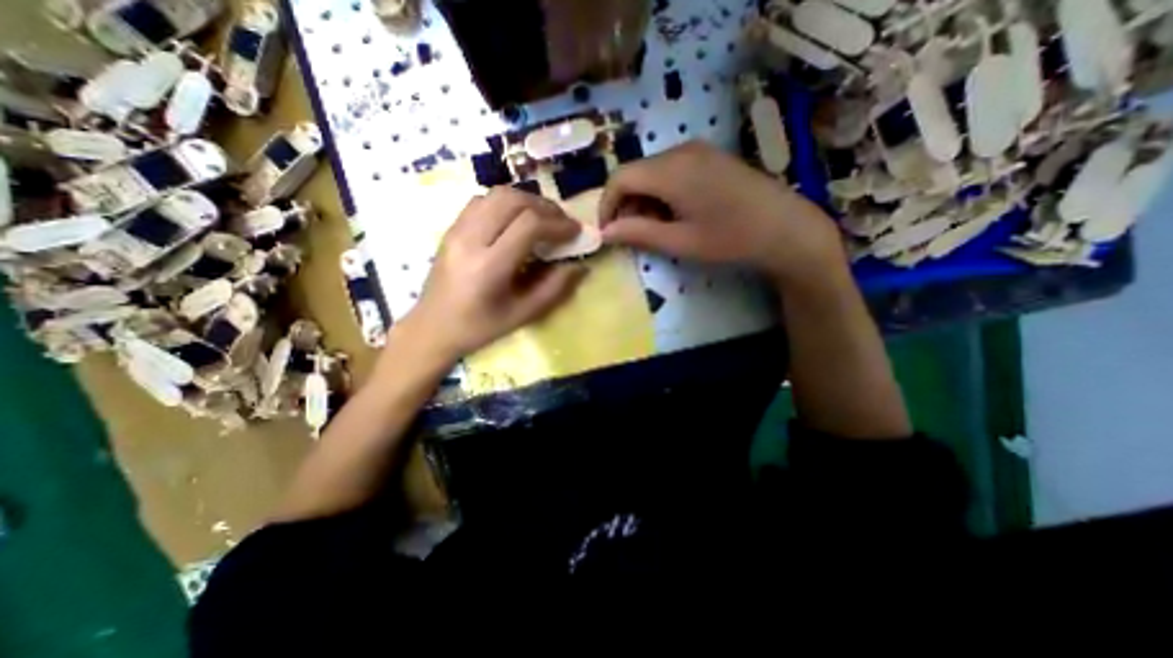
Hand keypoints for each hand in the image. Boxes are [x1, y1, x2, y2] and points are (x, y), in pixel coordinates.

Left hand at [401, 185, 585, 360]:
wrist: (432, 327)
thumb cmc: (480, 327)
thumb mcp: (523, 315)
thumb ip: (554, 288)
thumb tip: (579, 266)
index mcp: (489, 267)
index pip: (529, 225)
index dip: (557, 224)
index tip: (575, 232)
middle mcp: (470, 240)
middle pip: (512, 200)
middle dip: (545, 207)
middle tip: (562, 222)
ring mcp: (456, 230)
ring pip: (496, 194)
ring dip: (526, 200)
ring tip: (543, 217)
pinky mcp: (451, 228)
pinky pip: (482, 201)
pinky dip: (506, 202)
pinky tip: (516, 219)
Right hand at [606, 141, 842, 288]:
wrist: (786, 228)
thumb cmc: (730, 238)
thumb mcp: (679, 241)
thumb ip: (638, 233)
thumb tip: (606, 232)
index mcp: (671, 170)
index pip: (620, 178)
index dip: (606, 205)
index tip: (609, 232)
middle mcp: (680, 151)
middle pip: (635, 173)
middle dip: (626, 205)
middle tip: (634, 235)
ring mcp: (697, 151)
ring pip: (652, 172)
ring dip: (644, 200)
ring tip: (656, 228)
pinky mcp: (709, 157)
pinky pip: (671, 171)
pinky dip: (661, 193)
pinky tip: (675, 213)